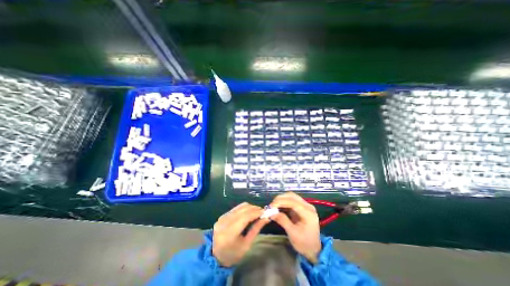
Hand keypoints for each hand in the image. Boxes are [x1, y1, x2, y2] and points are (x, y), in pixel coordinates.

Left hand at [212, 203, 270, 266]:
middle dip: (255, 209)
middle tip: (263, 212)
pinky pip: (237, 208)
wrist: (216, 256)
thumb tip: (266, 218)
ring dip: (251, 207)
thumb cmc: (233, 254)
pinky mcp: (223, 215)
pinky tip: (249, 213)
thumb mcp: (246, 244)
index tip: (265, 212)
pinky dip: (245, 208)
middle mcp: (225, 222)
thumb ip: (256, 229)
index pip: (245, 217)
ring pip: (240, 206)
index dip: (256, 212)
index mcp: (230, 233)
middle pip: (243, 209)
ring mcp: (223, 217)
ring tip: (257, 212)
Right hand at [269, 192, 319, 262]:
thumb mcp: (293, 234)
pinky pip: (291, 201)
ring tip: (273, 206)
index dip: (281, 202)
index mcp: (308, 213)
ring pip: (291, 197)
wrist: (314, 250)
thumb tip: (271, 213)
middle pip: (292, 196)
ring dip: (281, 200)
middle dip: (280, 199)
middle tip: (271, 206)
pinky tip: (278, 207)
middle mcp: (307, 206)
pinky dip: (283, 203)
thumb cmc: (304, 244)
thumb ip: (283, 221)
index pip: (293, 202)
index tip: (271, 206)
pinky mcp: (301, 207)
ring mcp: (305, 206)